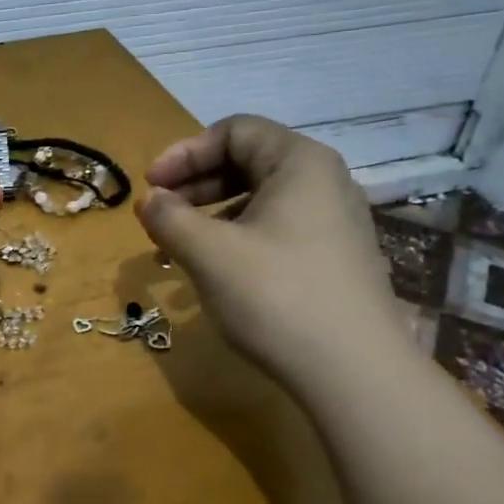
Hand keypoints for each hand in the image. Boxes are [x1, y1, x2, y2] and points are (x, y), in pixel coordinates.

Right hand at [137, 117, 405, 380]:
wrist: (353, 372)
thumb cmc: (276, 296)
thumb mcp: (209, 252)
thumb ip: (170, 218)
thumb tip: (150, 200)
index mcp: (299, 162)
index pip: (234, 131)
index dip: (184, 153)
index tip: (151, 187)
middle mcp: (324, 182)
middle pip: (248, 162)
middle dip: (195, 185)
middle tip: (159, 215)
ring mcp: (334, 222)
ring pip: (260, 200)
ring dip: (211, 216)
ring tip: (177, 249)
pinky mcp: (335, 259)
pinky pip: (277, 230)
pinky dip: (238, 239)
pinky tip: (215, 272)